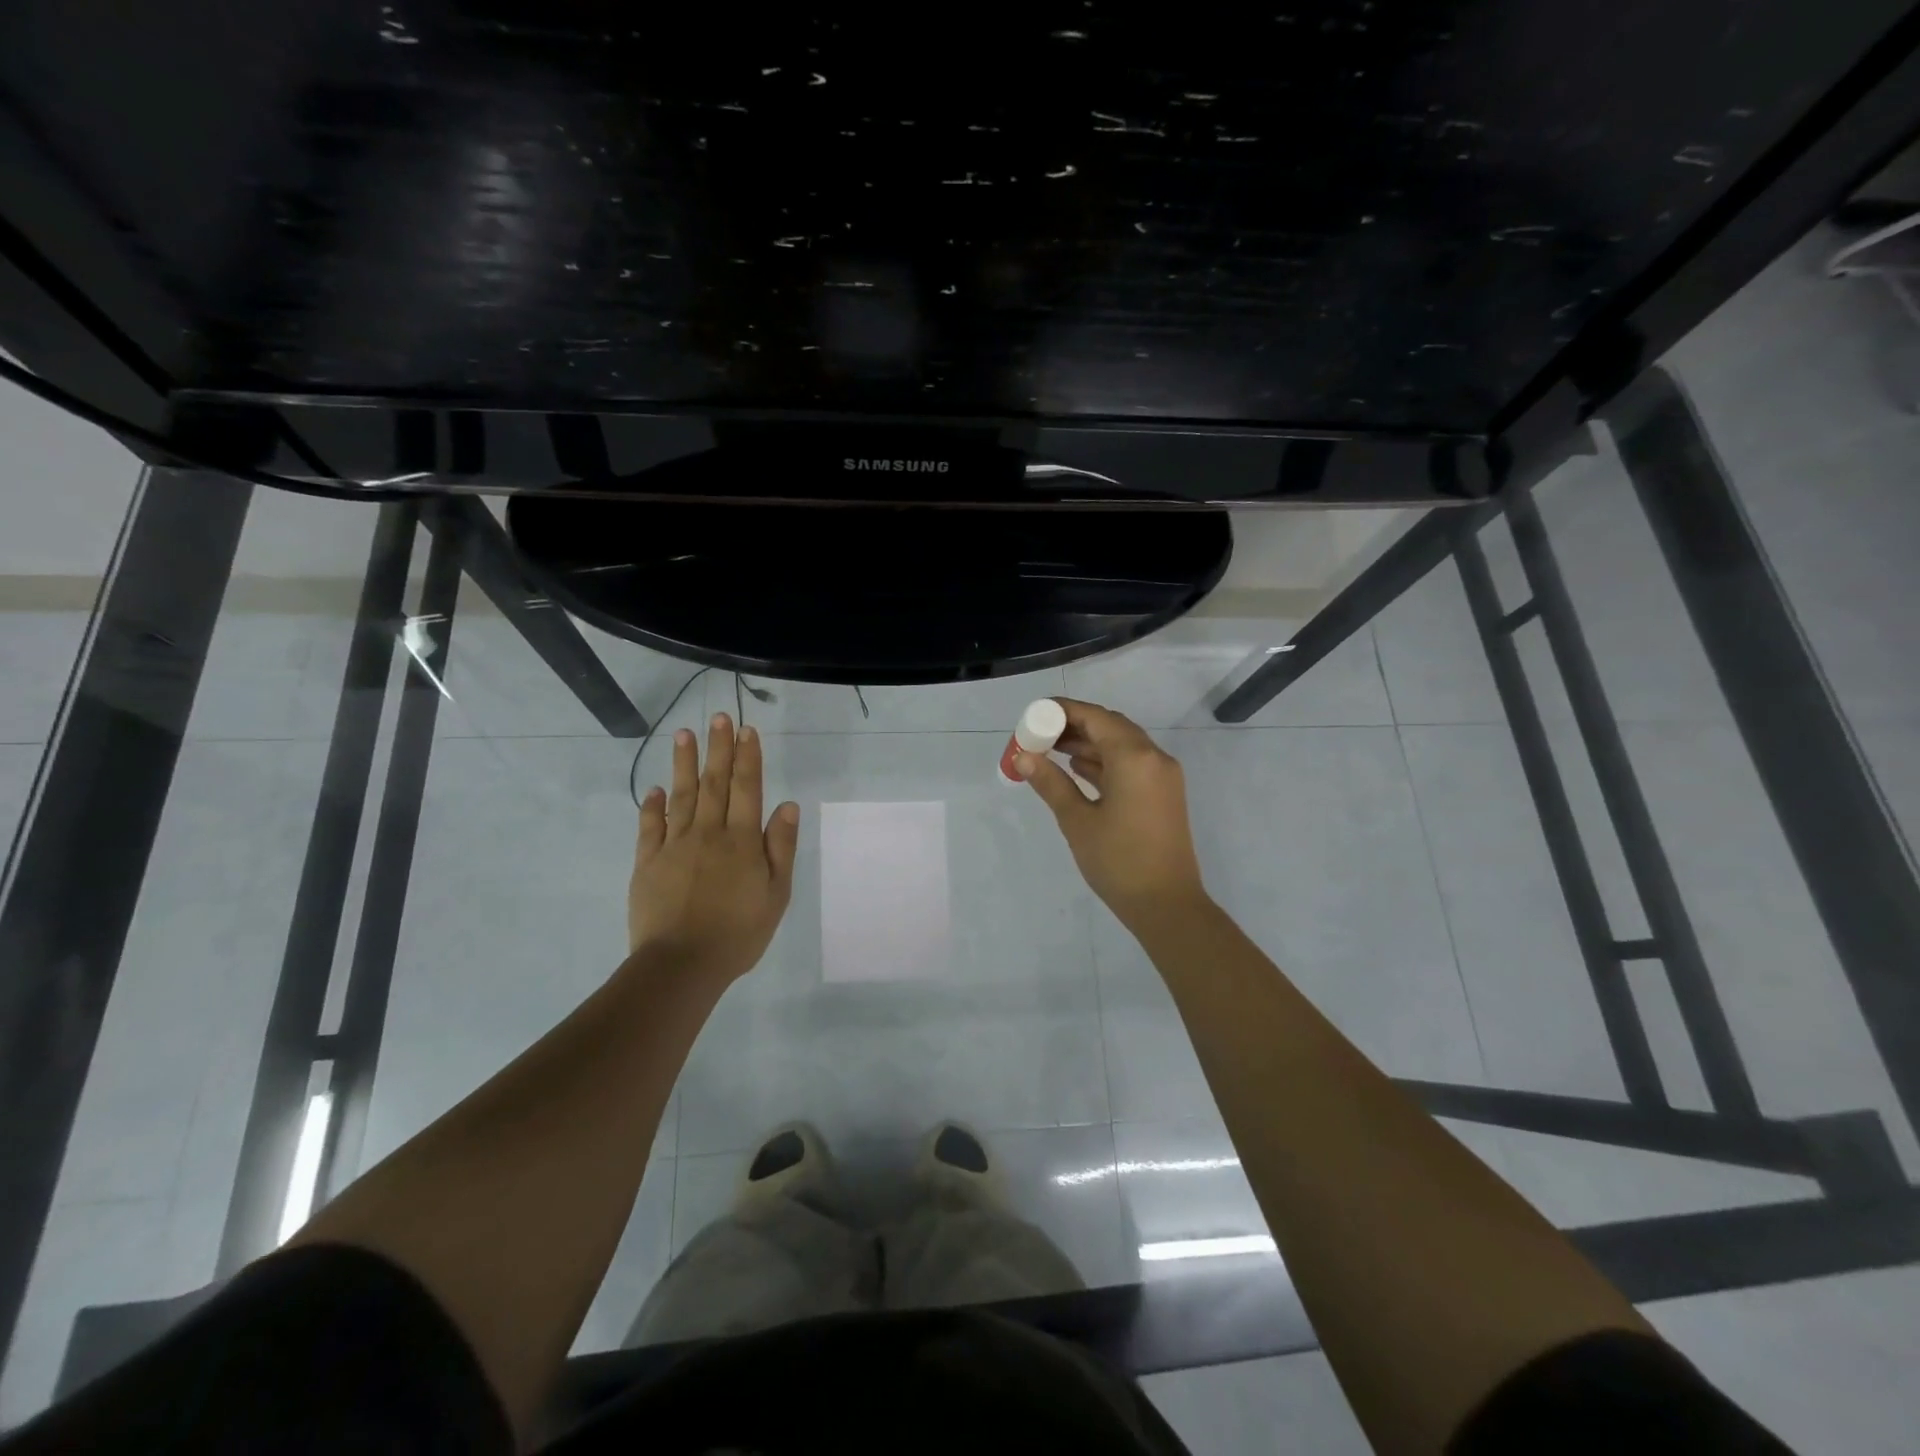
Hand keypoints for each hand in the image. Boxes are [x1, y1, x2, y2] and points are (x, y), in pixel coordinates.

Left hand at [629, 713, 799, 983]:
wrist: (682, 964)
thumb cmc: (739, 932)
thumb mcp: (776, 894)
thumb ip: (780, 847)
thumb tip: (786, 805)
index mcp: (741, 840)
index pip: (746, 788)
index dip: (748, 757)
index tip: (747, 730)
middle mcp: (708, 833)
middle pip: (714, 783)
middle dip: (718, 748)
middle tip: (718, 717)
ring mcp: (674, 846)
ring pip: (681, 796)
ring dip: (684, 763)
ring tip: (684, 734)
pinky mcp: (648, 863)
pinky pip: (650, 827)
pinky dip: (653, 805)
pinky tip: (655, 788)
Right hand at [1015, 697, 1209, 931]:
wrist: (1167, 905)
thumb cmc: (1118, 861)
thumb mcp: (1077, 820)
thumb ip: (1050, 782)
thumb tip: (1022, 756)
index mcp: (1134, 758)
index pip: (1095, 717)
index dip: (1062, 711)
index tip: (1034, 715)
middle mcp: (1154, 757)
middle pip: (1110, 726)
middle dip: (1074, 725)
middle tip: (1039, 734)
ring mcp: (1163, 775)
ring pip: (1122, 744)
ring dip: (1088, 742)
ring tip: (1050, 749)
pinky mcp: (1163, 793)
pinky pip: (1132, 763)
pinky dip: (1105, 760)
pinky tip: (1077, 768)